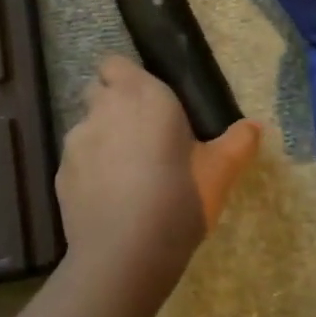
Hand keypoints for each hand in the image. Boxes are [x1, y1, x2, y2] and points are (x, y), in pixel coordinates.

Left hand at [56, 55, 259, 300]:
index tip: (146, 101)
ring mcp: (76, 140)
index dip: (125, 77)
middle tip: (140, 134)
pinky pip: (76, 161)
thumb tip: (255, 126)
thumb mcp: (220, 171)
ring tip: (125, 172)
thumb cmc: (179, 198)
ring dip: (101, 138)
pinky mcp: (60, 173)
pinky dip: (89, 171)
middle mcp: (103, 107)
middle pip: (97, 91)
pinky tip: (109, 199)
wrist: (125, 253)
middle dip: (112, 105)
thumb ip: (238, 142)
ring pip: (86, 126)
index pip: (114, 63)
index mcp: (141, 94)